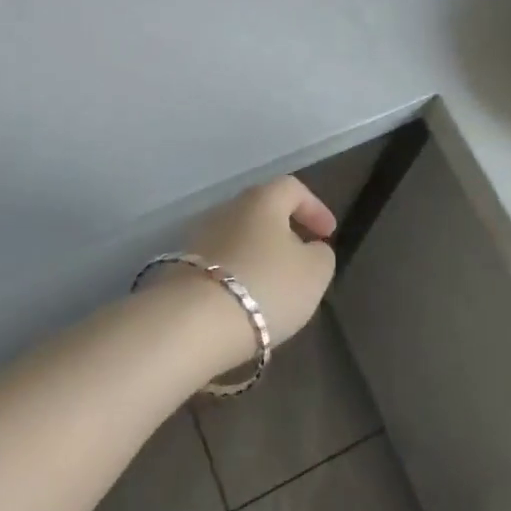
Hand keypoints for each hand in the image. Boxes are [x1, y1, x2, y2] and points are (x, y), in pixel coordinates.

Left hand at [177, 177, 337, 372]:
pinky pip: (220, 263)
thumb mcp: (314, 272)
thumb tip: (312, 248)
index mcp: (262, 199)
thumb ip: (321, 254)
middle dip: (285, 232)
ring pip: (239, 238)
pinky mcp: (182, 267)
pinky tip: (246, 301)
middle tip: (302, 258)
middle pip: (262, 211)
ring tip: (275, 286)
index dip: (314, 208)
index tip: (328, 234)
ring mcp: (200, 236)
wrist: (194, 321)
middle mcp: (227, 208)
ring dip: (259, 255)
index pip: (292, 188)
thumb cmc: (266, 285)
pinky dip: (238, 275)